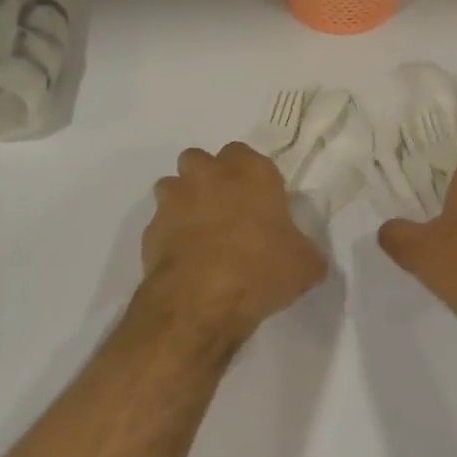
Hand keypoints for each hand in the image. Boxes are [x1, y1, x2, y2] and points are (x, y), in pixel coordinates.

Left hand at [141, 143, 327, 341]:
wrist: (201, 301)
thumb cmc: (261, 269)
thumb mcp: (305, 264)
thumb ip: (304, 249)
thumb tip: (303, 254)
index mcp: (251, 171)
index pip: (247, 155)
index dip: (251, 176)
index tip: (260, 201)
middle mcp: (209, 174)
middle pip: (202, 160)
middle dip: (210, 178)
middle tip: (226, 210)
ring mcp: (175, 198)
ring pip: (174, 185)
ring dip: (184, 200)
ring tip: (200, 232)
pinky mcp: (151, 227)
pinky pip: (161, 222)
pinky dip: (170, 234)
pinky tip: (185, 258)